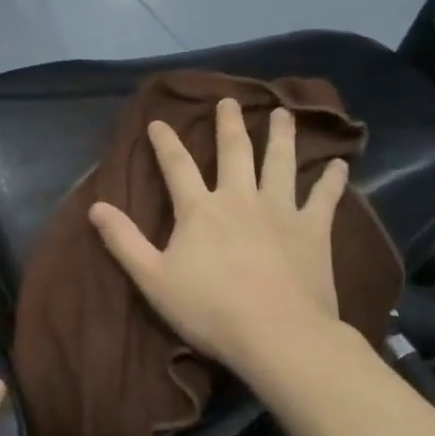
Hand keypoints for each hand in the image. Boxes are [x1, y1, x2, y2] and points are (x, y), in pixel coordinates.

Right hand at [88, 99, 353, 373]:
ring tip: (283, 113)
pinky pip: (324, 198)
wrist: (277, 335)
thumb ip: (124, 241)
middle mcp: (239, 198)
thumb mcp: (153, 278)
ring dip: (280, 135)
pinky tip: (340, 163)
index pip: (176, 165)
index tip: (158, 121)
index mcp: (199, 209)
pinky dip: (332, 179)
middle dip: (228, 124)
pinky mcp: (312, 230)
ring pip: (280, 162)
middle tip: (228, 101)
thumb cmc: (210, 310)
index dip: (165, 142)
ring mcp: (280, 210)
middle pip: (234, 151)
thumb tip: (94, 206)